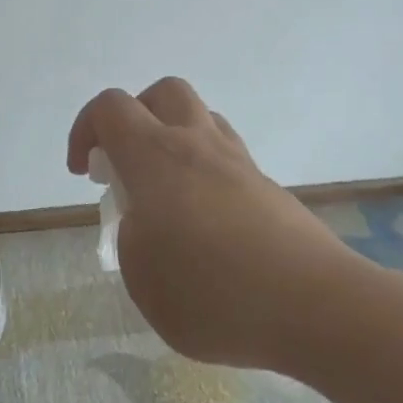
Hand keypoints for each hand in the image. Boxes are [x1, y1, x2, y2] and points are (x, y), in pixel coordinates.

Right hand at [67, 78, 367, 368]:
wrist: (317, 308)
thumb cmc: (214, 294)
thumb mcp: (143, 278)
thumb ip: (132, 239)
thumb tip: (148, 223)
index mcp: (155, 157)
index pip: (110, 107)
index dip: (85, 130)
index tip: (84, 172)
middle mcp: (197, 145)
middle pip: (162, 93)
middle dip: (134, 118)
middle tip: (127, 166)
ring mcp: (239, 163)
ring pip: (201, 120)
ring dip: (173, 140)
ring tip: (167, 195)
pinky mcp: (268, 188)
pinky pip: (227, 158)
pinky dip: (205, 173)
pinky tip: (205, 224)